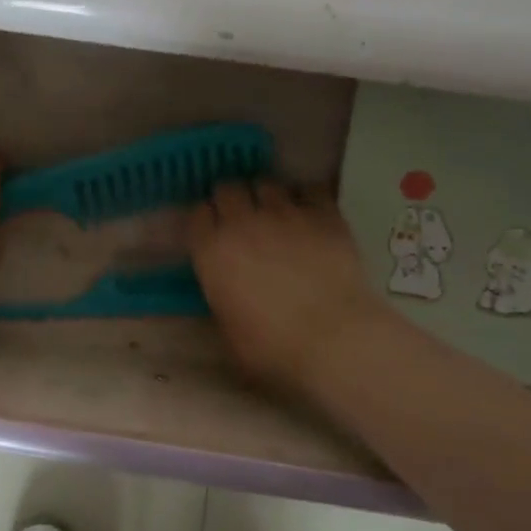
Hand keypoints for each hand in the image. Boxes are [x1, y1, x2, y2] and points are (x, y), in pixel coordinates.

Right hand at [188, 180, 390, 391]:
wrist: (335, 338)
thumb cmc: (273, 346)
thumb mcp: (228, 329)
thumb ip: (220, 296)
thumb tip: (224, 287)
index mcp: (212, 251)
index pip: (196, 214)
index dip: (204, 220)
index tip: (210, 232)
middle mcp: (243, 223)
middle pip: (227, 189)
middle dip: (231, 200)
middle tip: (240, 218)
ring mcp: (285, 214)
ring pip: (266, 184)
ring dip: (265, 196)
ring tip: (274, 212)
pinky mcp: (323, 215)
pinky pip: (309, 189)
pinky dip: (305, 197)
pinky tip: (309, 211)